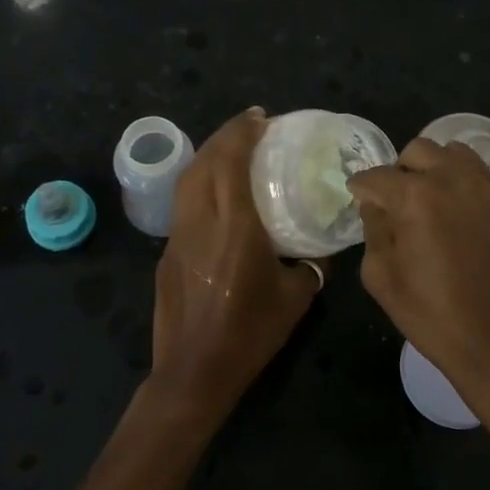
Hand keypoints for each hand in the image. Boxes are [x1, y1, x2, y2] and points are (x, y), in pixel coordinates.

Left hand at [151, 108, 321, 420]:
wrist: (195, 372)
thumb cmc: (250, 333)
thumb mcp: (296, 297)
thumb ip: (312, 264)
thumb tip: (322, 246)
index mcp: (235, 226)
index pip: (231, 161)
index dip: (242, 132)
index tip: (260, 117)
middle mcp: (201, 221)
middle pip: (204, 162)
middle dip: (225, 135)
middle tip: (250, 127)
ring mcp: (177, 237)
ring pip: (187, 181)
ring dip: (208, 156)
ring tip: (231, 152)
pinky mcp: (166, 254)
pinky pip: (183, 205)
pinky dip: (199, 186)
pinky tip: (216, 197)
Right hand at [347, 139, 489, 430]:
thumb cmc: (434, 317)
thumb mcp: (382, 278)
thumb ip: (373, 230)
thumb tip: (376, 205)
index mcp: (416, 197)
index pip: (377, 176)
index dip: (362, 187)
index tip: (360, 197)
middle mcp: (457, 180)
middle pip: (419, 150)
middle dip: (401, 170)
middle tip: (399, 200)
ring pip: (458, 155)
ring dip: (439, 170)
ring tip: (436, 202)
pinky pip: (488, 184)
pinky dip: (471, 193)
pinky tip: (470, 226)